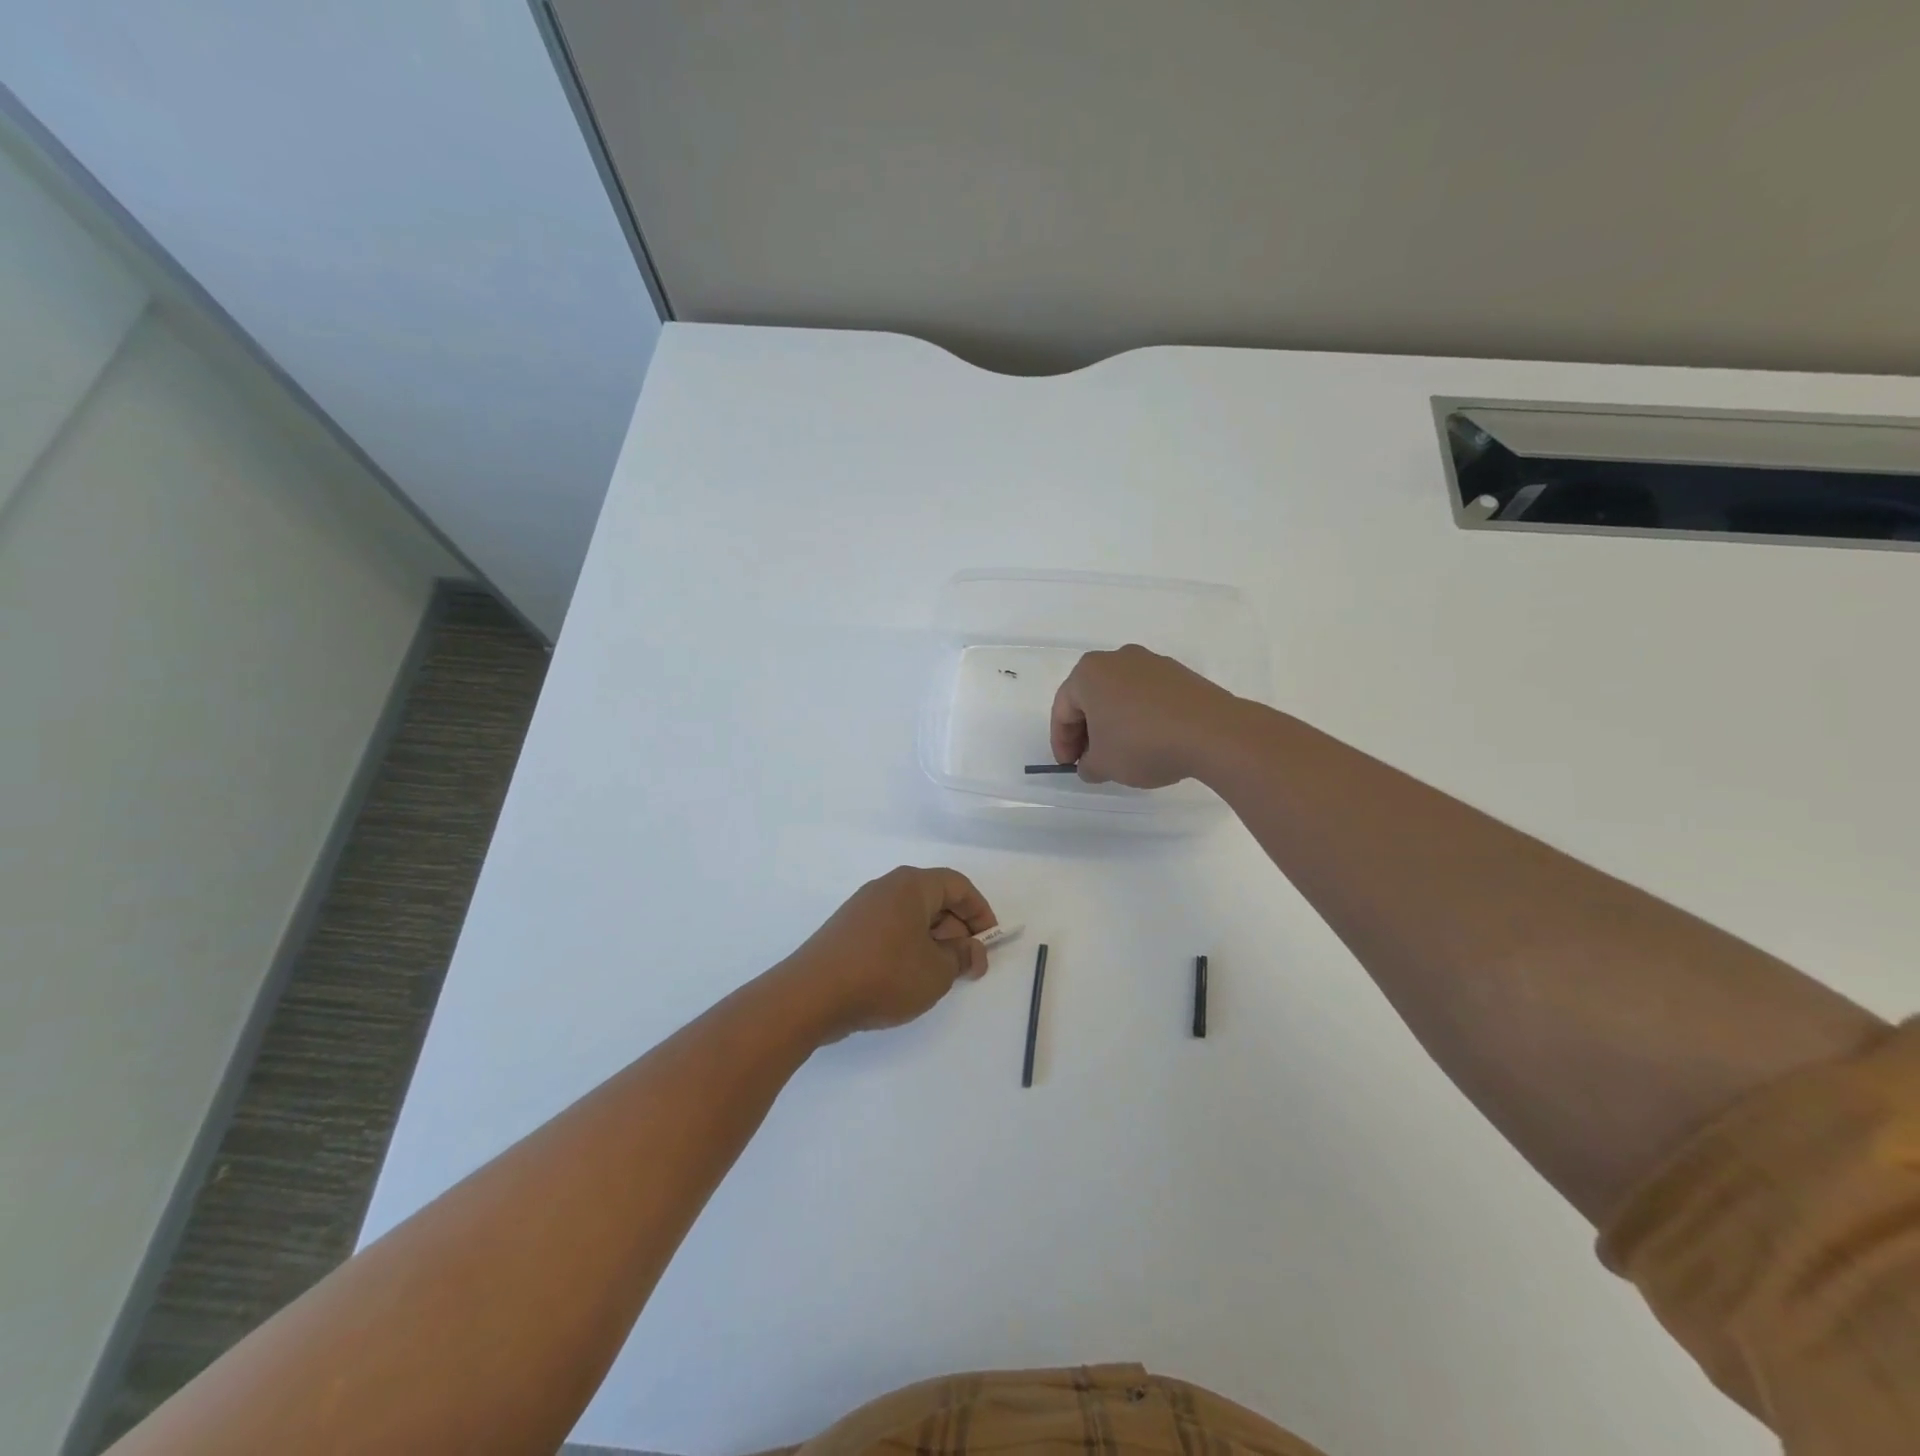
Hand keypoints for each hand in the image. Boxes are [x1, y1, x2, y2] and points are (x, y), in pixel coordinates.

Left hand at [779, 866, 997, 1041]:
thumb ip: (962, 957)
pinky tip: (907, 980)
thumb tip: (972, 951)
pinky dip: (907, 948)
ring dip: (933, 942)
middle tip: (967, 966)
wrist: (811, 995)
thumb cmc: (884, 975)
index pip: (958, 885)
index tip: (989, 942)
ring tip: (939, 977)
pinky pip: (889, 931)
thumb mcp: (937, 971)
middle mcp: (886, 888)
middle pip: (934, 899)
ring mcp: (862, 909)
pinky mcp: (846, 931)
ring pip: (911, 917)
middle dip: (957, 930)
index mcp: (911, 885)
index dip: (980, 911)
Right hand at [1049, 644, 1244, 787]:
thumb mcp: (1104, 765)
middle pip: (1090, 698)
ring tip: (1122, 754)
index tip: (1070, 767)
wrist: (1213, 733)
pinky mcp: (1179, 674)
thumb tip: (1091, 763)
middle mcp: (1117, 659)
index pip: (1062, 710)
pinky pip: (1147, 697)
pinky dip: (1141, 717)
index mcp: (1089, 673)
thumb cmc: (1143, 744)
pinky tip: (1150, 742)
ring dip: (1114, 723)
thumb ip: (1087, 765)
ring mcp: (1152, 663)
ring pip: (1120, 696)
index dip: (1062, 742)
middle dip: (1087, 731)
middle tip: (1091, 761)